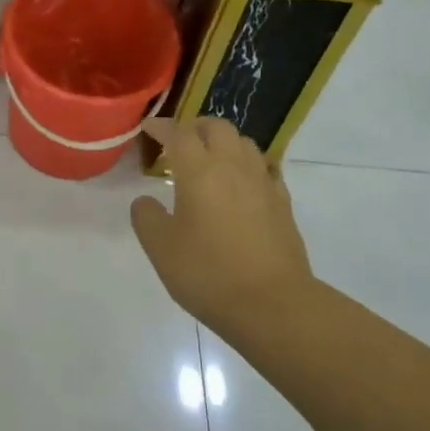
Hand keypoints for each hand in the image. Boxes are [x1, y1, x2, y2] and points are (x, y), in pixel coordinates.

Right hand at [130, 117, 314, 332]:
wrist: (272, 303)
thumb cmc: (208, 273)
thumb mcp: (161, 248)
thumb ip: (147, 217)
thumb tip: (146, 200)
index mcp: (199, 170)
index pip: (178, 133)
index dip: (161, 126)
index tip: (149, 128)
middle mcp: (233, 166)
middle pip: (217, 127)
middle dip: (196, 127)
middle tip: (181, 142)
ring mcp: (262, 182)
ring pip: (244, 143)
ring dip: (225, 142)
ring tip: (212, 160)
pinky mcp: (283, 202)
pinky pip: (265, 168)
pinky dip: (249, 165)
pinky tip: (244, 183)